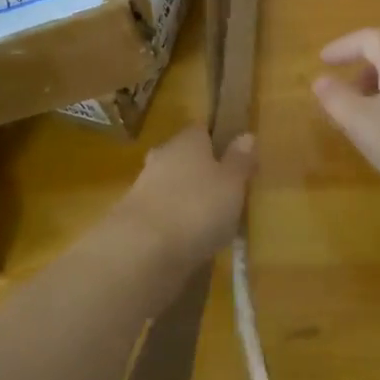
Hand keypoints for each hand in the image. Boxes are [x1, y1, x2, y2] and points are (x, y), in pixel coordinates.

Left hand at [120, 125, 256, 265]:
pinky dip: (173, 222)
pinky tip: (187, 240)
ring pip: (171, 186)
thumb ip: (239, 161)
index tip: (234, 159)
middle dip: (200, 172)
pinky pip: (161, 213)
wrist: (142, 249)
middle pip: (184, 158)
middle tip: (223, 192)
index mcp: (188, 141)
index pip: (203, 131)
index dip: (218, 142)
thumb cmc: (197, 207)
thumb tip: (246, 135)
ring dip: (185, 199)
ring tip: (209, 222)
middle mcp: (163, 156)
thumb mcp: (232, 184)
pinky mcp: (132, 217)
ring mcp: (143, 187)